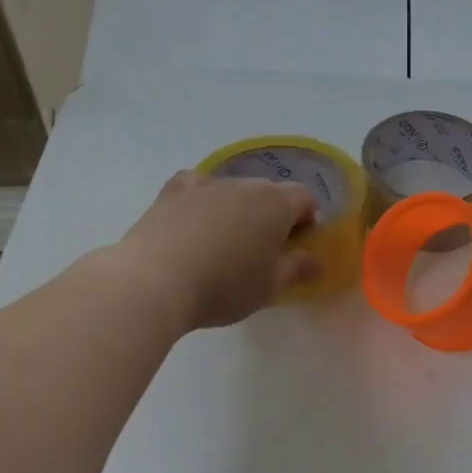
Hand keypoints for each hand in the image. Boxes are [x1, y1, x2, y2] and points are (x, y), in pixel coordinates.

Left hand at [113, 171, 320, 330]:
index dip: (307, 219)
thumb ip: (297, 269)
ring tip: (225, 241)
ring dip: (238, 209)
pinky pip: (197, 185)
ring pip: (233, 189)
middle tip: (263, 250)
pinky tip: (196, 216)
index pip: (304, 198)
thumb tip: (316, 260)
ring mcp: (205, 185)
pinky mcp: (172, 192)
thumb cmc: (224, 287)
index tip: (297, 246)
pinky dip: (202, 196)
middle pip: (269, 192)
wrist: (155, 282)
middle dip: (273, 214)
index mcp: (275, 204)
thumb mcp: (269, 287)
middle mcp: (243, 185)